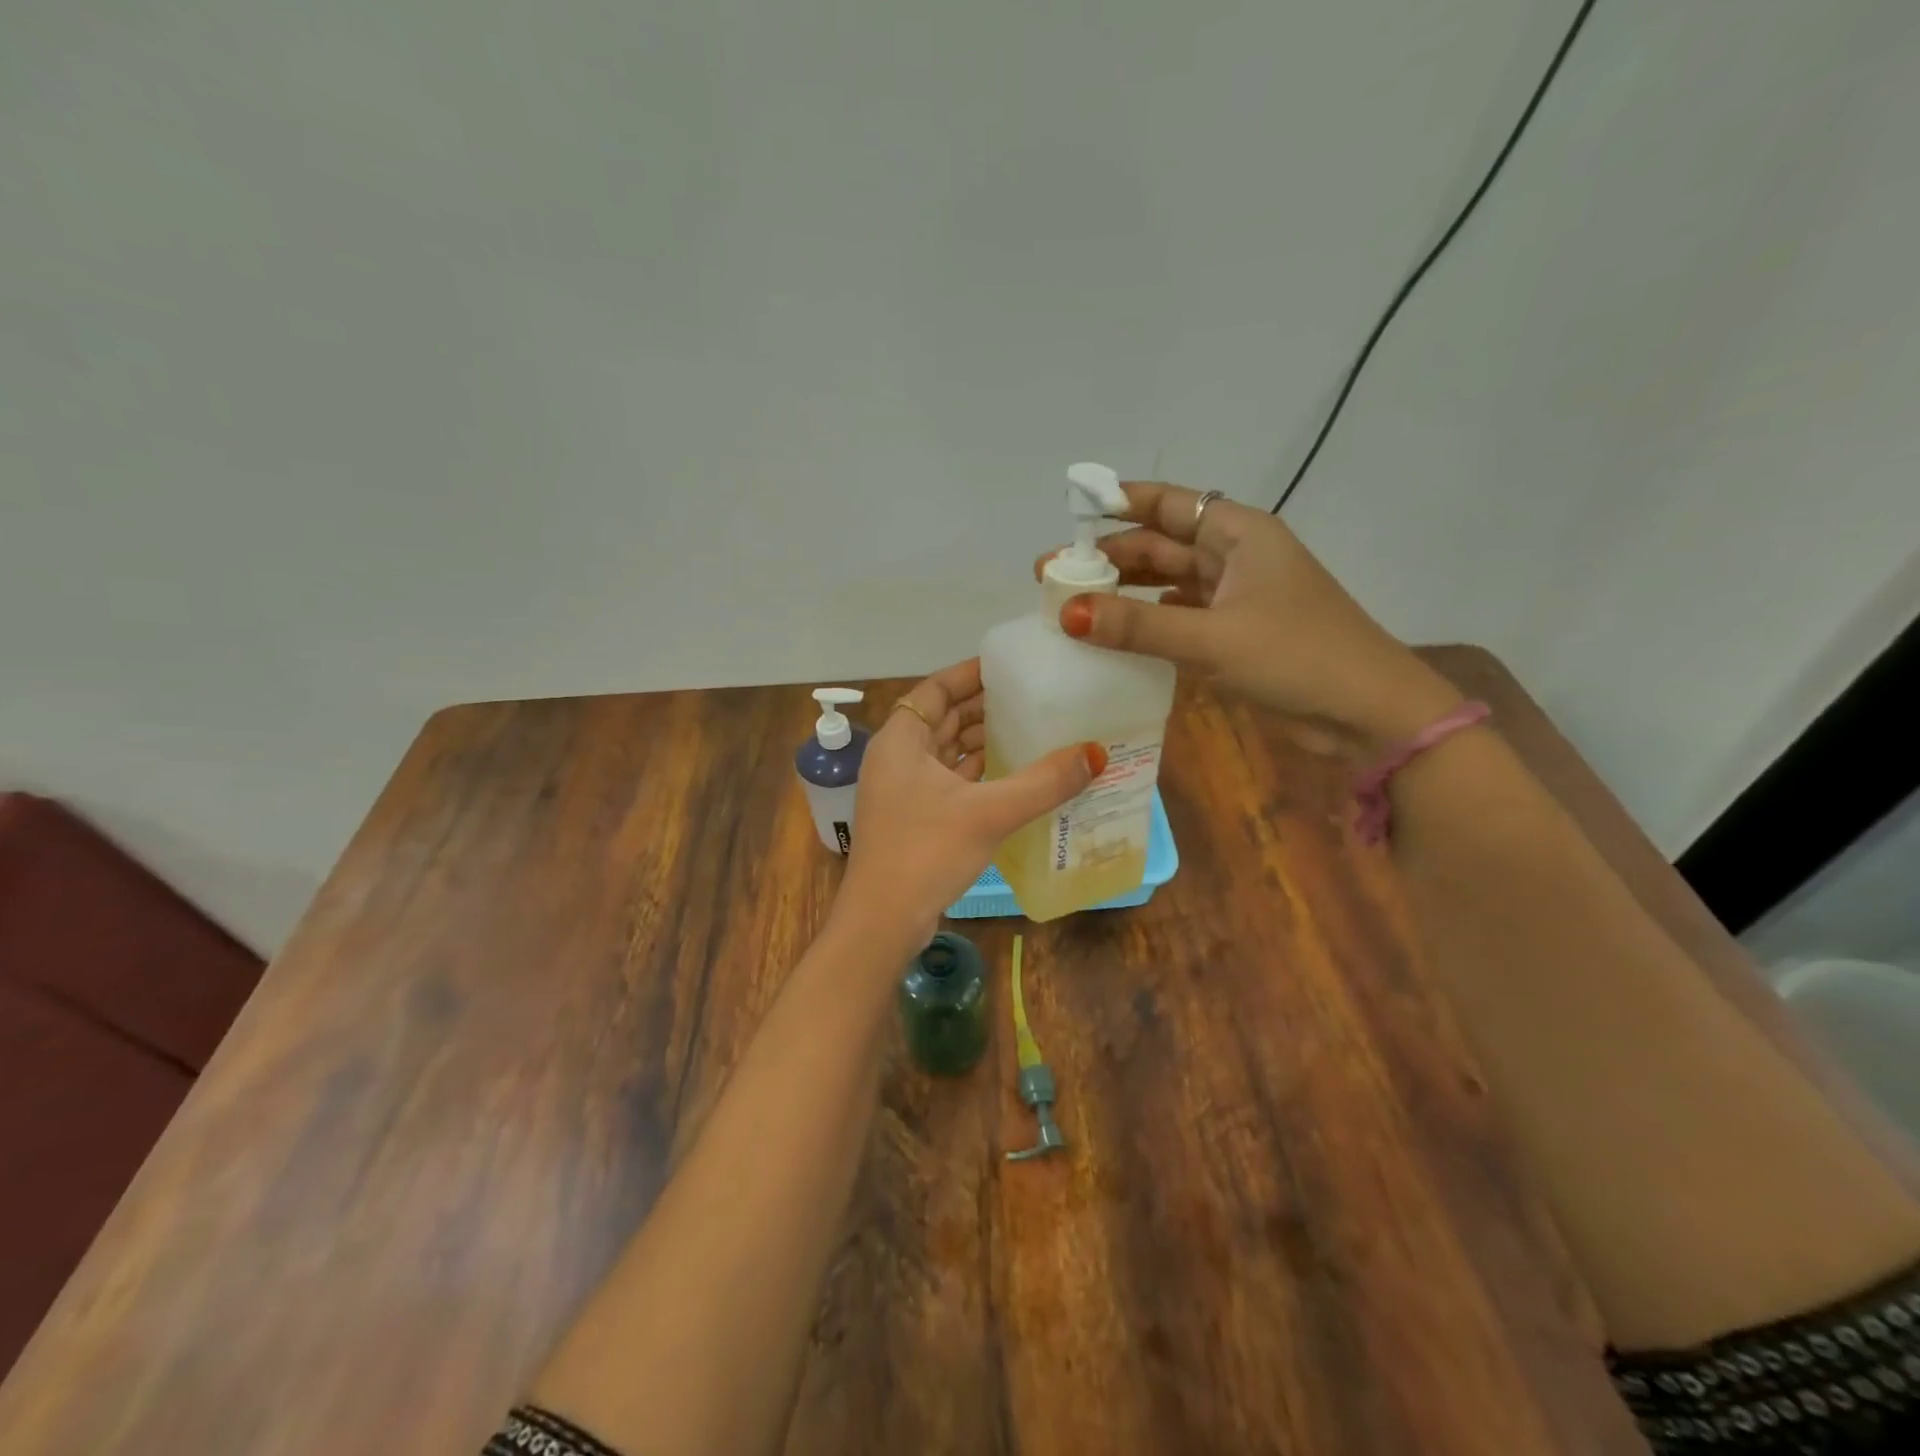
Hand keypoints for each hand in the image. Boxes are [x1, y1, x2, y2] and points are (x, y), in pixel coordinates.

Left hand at [836, 659, 1103, 940]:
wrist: (883, 921)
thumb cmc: (926, 852)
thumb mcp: (989, 813)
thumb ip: (1043, 782)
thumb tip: (1096, 753)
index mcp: (900, 741)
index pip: (936, 689)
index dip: (971, 674)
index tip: (1010, 667)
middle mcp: (896, 758)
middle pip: (942, 719)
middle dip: (983, 708)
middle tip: (1032, 697)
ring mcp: (902, 791)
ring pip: (946, 753)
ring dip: (981, 742)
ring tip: (1029, 730)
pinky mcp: (913, 819)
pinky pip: (949, 781)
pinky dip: (977, 774)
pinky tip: (1012, 775)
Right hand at [1037, 482, 1460, 750]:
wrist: (1367, 714)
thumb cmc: (1297, 657)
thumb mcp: (1212, 638)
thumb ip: (1138, 625)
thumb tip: (1068, 612)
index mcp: (1238, 534)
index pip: (1169, 503)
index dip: (1119, 503)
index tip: (1070, 513)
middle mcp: (1234, 558)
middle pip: (1161, 546)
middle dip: (1108, 558)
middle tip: (1051, 577)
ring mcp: (1234, 599)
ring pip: (1166, 585)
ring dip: (1123, 593)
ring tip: (1071, 605)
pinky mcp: (1234, 636)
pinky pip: (1178, 619)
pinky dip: (1146, 624)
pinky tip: (1113, 636)